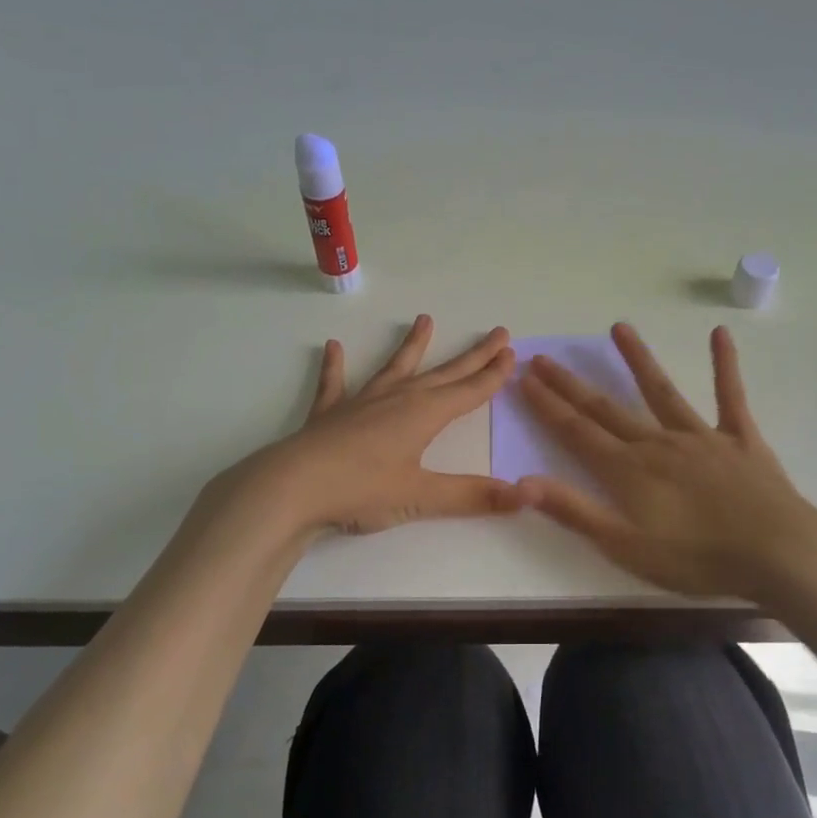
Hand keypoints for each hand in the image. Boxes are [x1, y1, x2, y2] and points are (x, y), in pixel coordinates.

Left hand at [225, 314, 522, 537]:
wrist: (292, 488)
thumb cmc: (361, 490)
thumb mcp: (421, 498)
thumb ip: (471, 496)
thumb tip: (524, 497)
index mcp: (423, 415)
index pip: (469, 391)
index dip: (492, 375)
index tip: (511, 353)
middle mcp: (397, 399)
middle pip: (443, 373)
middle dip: (472, 356)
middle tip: (496, 333)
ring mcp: (361, 402)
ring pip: (395, 368)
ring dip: (412, 345)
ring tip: (424, 319)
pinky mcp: (330, 414)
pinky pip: (335, 384)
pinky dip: (335, 366)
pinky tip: (333, 347)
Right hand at [519, 323, 816, 601]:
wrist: (778, 553)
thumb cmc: (697, 558)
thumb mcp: (625, 545)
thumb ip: (574, 511)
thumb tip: (522, 482)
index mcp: (628, 470)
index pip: (576, 431)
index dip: (547, 405)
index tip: (524, 378)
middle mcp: (658, 443)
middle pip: (606, 408)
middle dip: (571, 384)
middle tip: (544, 357)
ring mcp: (701, 436)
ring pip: (661, 391)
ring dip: (638, 359)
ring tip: (618, 327)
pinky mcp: (740, 438)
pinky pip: (730, 395)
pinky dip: (724, 365)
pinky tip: (720, 334)